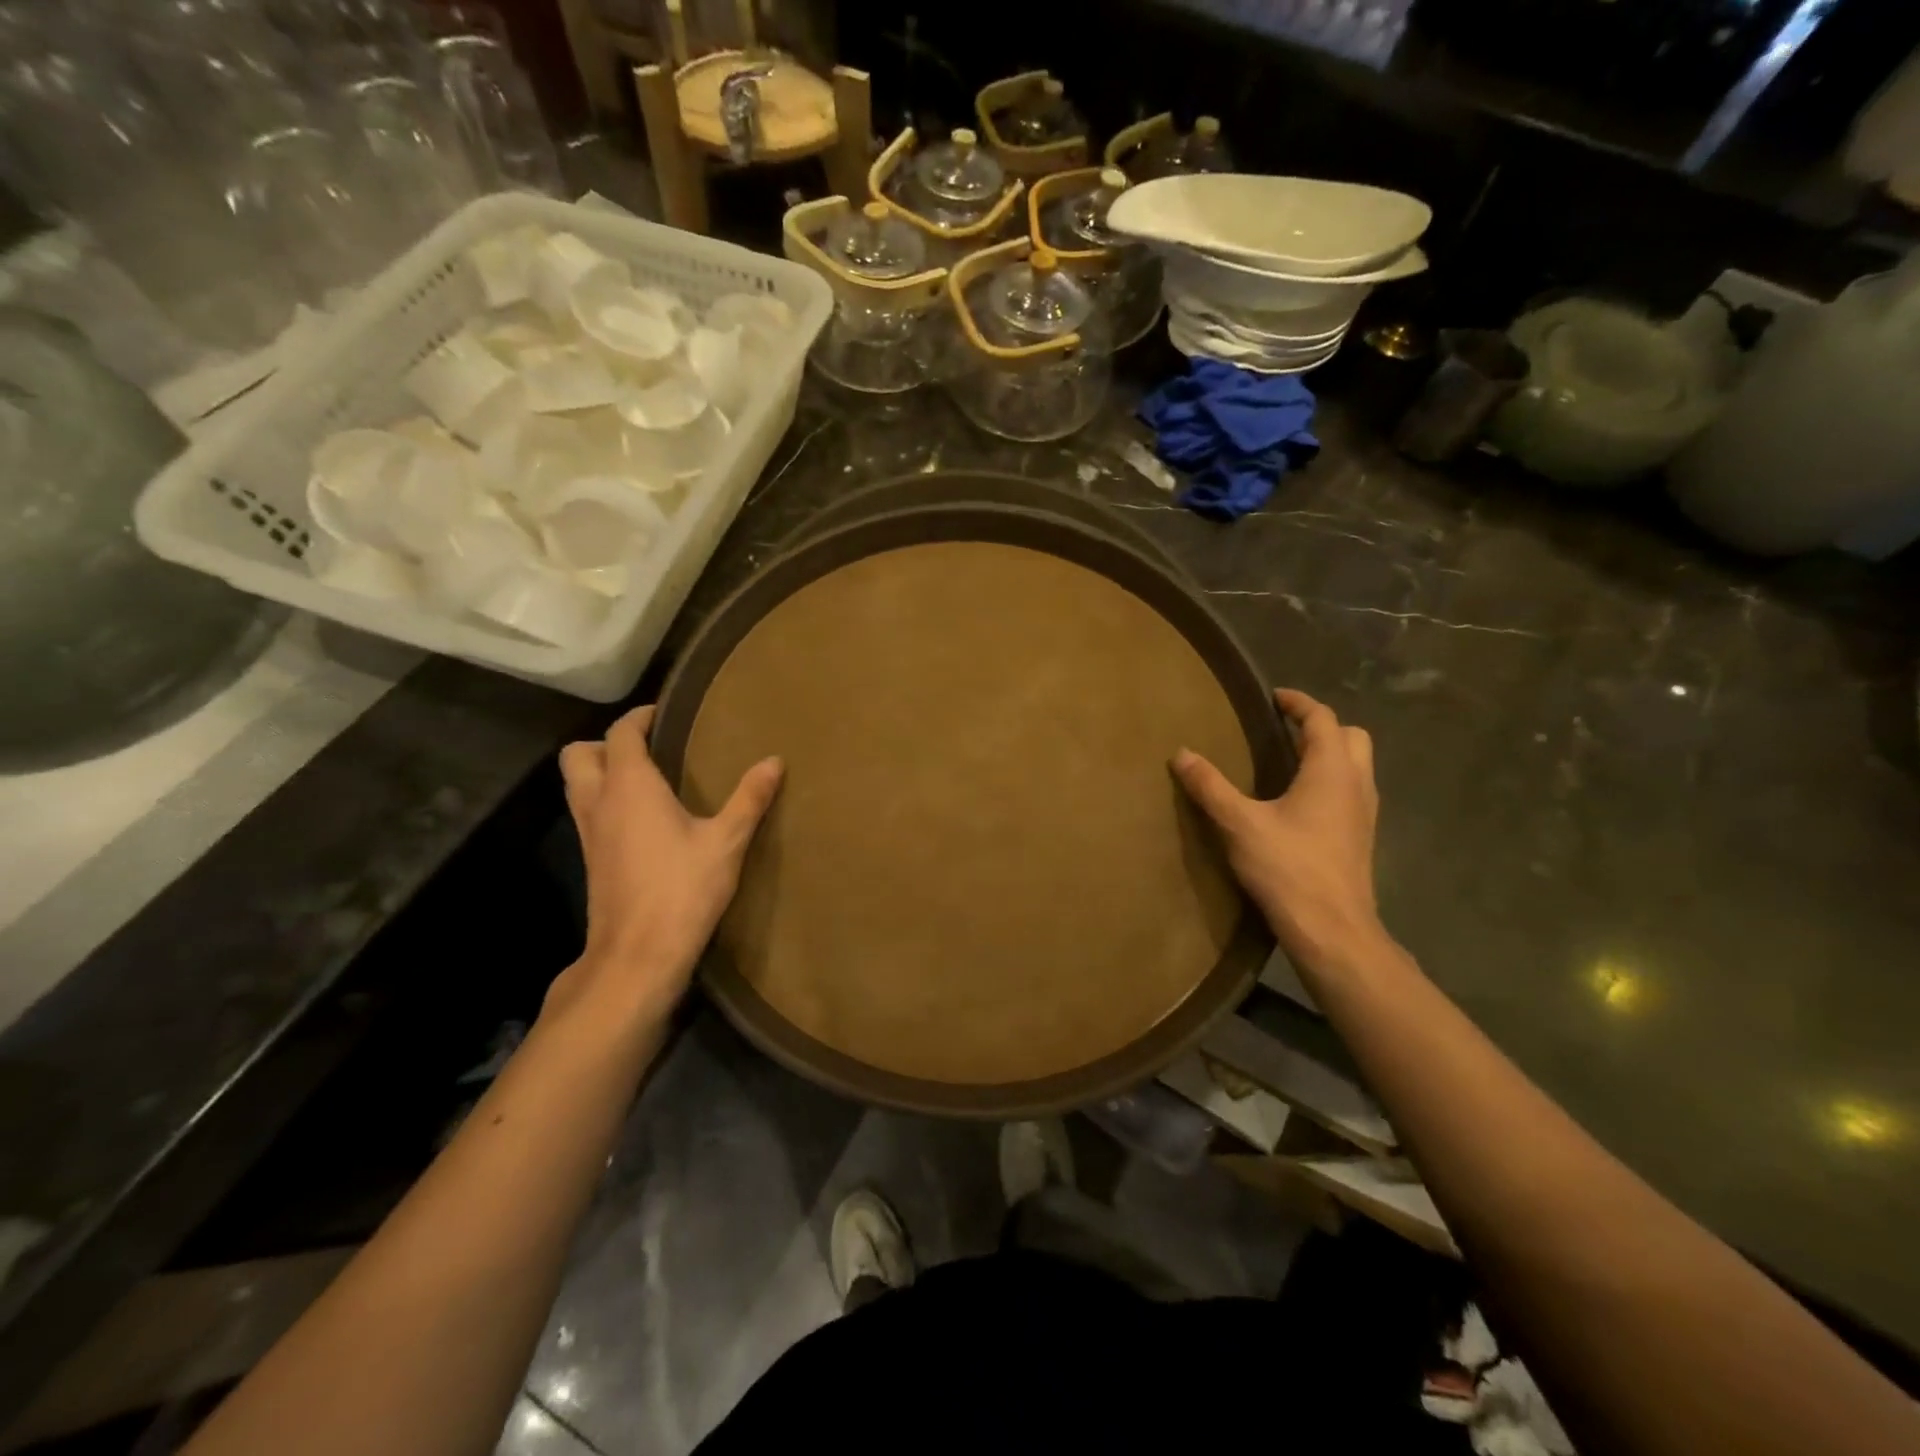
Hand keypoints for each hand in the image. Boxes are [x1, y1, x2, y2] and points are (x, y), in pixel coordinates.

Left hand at [553, 705, 782, 1022]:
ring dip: (600, 772)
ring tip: (647, 779)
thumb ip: (749, 797)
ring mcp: (589, 834)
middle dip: (606, 743)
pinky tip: (644, 820)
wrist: (638, 955)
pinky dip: (605, 802)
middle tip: (647, 748)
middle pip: (579, 755)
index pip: (620, 734)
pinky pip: (588, 813)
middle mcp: (599, 802)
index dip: (639, 718)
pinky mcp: (591, 861)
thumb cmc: (683, 889)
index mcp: (629, 787)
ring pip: (577, 785)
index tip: (665, 714)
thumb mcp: (727, 841)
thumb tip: (774, 760)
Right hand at [1174, 688, 1385, 974]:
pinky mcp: (1361, 837)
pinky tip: (1300, 803)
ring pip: (1356, 764)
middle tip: (1284, 730)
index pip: (1322, 718)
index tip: (1274, 697)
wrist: (1333, 929)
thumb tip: (1182, 753)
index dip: (1298, 703)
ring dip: (1329, 753)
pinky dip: (1331, 780)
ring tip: (1289, 762)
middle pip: (1351, 736)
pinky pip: (1352, 790)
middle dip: (1320, 726)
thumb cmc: (1288, 868)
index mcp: (1331, 770)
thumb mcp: (1239, 824)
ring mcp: (1364, 812)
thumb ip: (1210, 786)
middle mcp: (1356, 784)